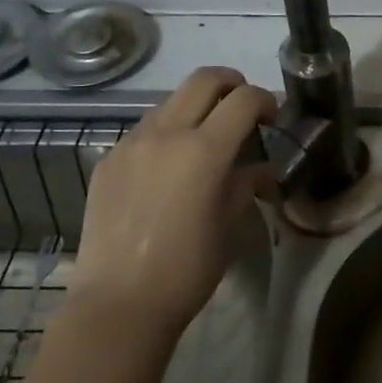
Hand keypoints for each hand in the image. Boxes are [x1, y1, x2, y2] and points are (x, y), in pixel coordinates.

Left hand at [67, 67, 277, 337]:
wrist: (118, 303)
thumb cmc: (187, 269)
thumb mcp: (230, 225)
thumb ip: (245, 184)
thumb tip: (259, 168)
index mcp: (203, 151)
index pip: (243, 99)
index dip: (266, 100)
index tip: (273, 117)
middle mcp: (165, 134)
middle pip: (204, 79)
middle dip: (232, 83)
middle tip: (243, 109)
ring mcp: (131, 144)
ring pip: (170, 101)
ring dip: (196, 107)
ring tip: (205, 139)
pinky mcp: (108, 160)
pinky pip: (144, 130)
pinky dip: (166, 132)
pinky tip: (169, 168)